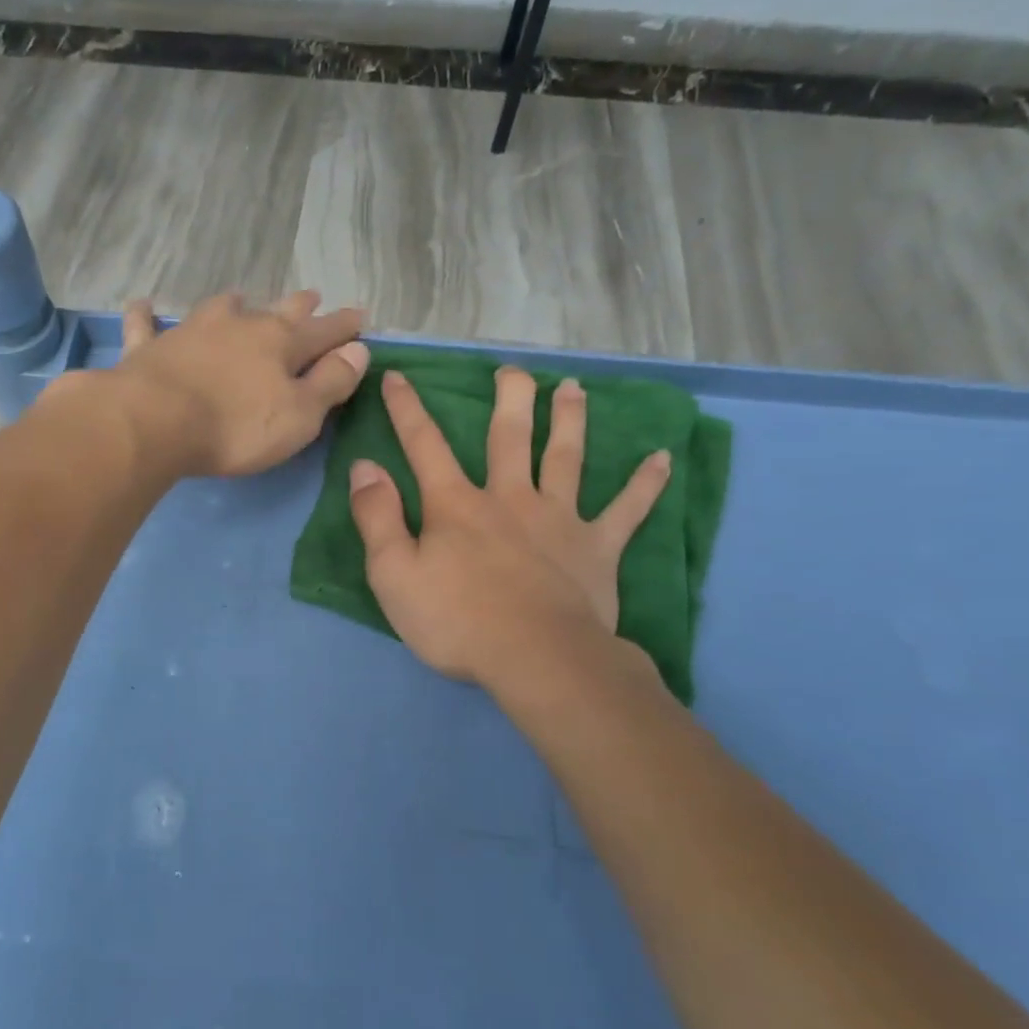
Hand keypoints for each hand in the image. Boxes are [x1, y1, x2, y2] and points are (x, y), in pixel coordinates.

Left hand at [110, 291, 368, 476]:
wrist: (156, 421)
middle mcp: (239, 326)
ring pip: (219, 309)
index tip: (360, 317)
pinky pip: (147, 325)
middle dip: (298, 306)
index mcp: (280, 344)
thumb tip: (358, 351)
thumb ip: (330, 383)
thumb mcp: (299, 415)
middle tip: (311, 296)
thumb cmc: (236, 427)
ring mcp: (192, 331)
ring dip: (234, 304)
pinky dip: (147, 316)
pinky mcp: (150, 348)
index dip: (344, 327)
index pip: (322, 332)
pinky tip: (143, 306)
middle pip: (276, 312)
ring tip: (240, 297)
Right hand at [348, 366, 670, 690]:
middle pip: (509, 436)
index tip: (398, 377)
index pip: (424, 446)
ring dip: (569, 420)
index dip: (407, 410)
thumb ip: (377, 517)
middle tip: (512, 370)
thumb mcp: (393, 574)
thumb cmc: (456, 620)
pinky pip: (627, 510)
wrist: (535, 657)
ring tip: (573, 389)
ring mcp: (558, 519)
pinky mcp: (597, 548)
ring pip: (566, 458)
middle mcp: (509, 498)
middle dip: (508, 399)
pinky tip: (663, 458)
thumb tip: (365, 467)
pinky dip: (645, 484)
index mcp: (456, 505)